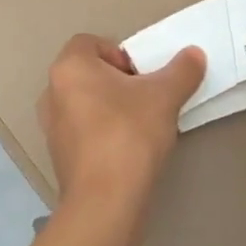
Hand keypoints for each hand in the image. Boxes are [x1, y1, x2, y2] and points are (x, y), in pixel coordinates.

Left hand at [37, 35, 204, 213]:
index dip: (120, 53)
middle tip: (147, 98)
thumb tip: (194, 54)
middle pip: (89, 73)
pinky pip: (84, 131)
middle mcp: (52, 93)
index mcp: (69, 68)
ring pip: (86, 103)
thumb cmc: (129, 134)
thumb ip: (182, 70)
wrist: (106, 202)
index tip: (143, 76)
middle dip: (119, 82)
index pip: (90, 43)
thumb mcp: (165, 96)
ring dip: (111, 108)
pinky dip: (103, 133)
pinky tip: (128, 150)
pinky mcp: (59, 157)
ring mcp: (52, 127)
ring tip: (141, 125)